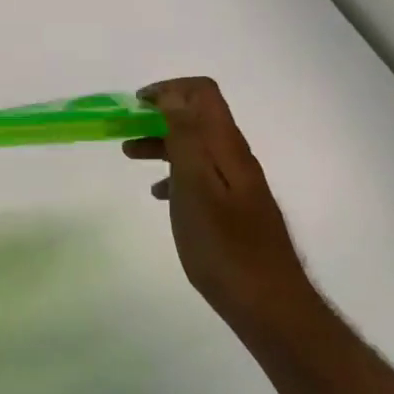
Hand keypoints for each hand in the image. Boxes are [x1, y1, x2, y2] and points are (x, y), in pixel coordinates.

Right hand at [123, 77, 310, 329]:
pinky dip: (175, 173)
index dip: (168, 89)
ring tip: (130, 156)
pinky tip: (160, 194)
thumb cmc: (224, 247)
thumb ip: (186, 138)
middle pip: (197, 117)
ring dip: (162, 143)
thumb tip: (172, 95)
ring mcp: (237, 183)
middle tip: (124, 130)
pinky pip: (200, 175)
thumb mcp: (196, 188)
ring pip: (196, 146)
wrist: (269, 305)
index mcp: (226, 148)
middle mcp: (235, 158)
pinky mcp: (234, 207)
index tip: (135, 105)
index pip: (202, 93)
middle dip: (159, 115)